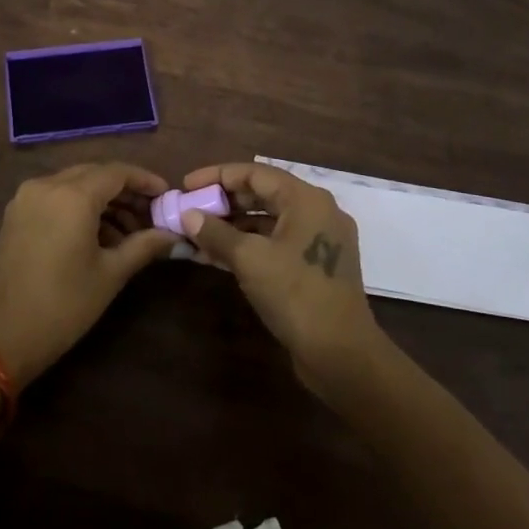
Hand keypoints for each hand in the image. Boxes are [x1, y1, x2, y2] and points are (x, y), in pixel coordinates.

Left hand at [0, 161, 178, 387]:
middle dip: (125, 191)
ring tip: (129, 233)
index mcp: (72, 195)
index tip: (167, 196)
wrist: (0, 336)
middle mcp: (46, 185)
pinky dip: (79, 207)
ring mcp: (26, 199)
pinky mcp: (16, 215)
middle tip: (151, 215)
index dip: (145, 180)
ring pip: (74, 185)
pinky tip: (98, 236)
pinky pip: (55, 198)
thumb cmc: (63, 305)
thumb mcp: (110, 274)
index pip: (117, 172)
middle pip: (95, 174)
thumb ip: (144, 246)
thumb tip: (174, 235)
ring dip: (102, 200)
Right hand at [179, 161, 385, 397]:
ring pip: (267, 220)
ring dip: (232, 226)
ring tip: (196, 233)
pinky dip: (247, 245)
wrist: (341, 354)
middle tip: (189, 209)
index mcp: (306, 200)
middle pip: (262, 194)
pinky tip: (216, 255)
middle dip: (223, 202)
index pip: (255, 173)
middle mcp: (317, 212)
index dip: (217, 176)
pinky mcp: (315, 265)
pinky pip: (275, 242)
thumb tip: (187, 215)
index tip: (186, 185)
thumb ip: (216, 232)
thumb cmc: (296, 295)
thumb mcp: (249, 260)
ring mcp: (318, 240)